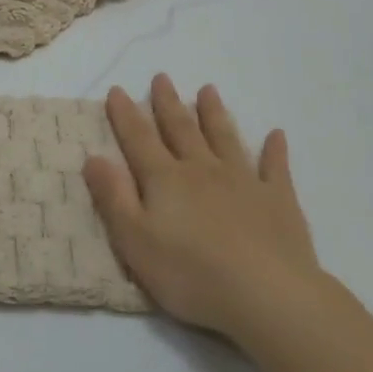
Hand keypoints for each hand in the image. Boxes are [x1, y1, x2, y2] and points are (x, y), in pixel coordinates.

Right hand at [83, 75, 318, 339]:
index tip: (118, 90)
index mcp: (165, 180)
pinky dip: (274, 150)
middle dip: (168, 103)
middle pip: (182, 130)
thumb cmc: (191, 274)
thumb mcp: (136, 241)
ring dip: (214, 114)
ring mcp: (244, 181)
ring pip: (225, 138)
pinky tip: (276, 135)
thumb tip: (93, 157)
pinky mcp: (278, 200)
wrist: (267, 294)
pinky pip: (275, 167)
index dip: (125, 115)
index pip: (139, 139)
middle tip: (162, 77)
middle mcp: (202, 170)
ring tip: (208, 90)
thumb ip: (113, 198)